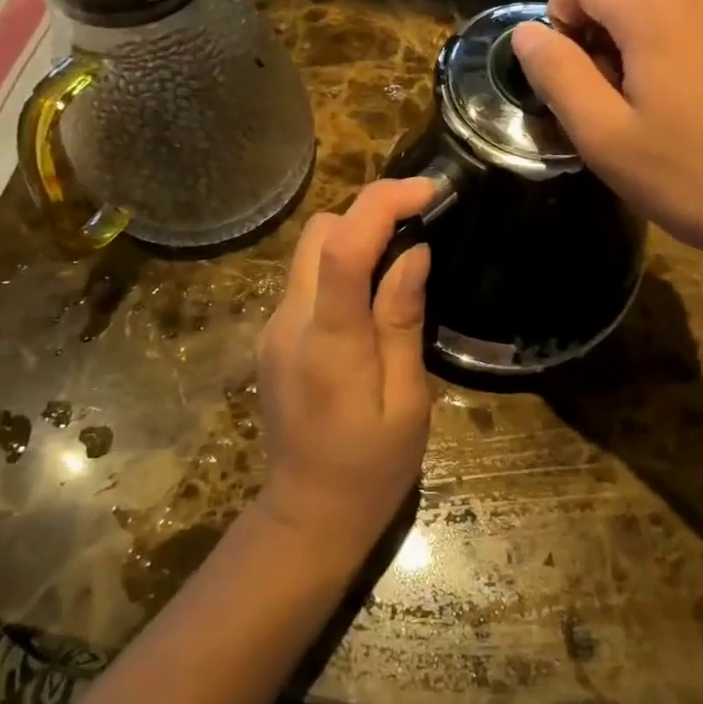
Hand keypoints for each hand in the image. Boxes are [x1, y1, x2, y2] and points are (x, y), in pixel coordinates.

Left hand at [254, 179, 434, 560]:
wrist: (308, 514)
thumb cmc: (372, 467)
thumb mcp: (406, 401)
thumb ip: (402, 321)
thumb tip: (412, 253)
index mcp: (329, 342)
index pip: (343, 249)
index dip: (382, 204)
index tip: (429, 189)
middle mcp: (289, 322)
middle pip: (318, 233)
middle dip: (368, 214)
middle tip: (420, 223)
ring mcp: (273, 328)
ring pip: (309, 251)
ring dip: (354, 237)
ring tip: (402, 256)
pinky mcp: (273, 337)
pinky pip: (307, 279)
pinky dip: (340, 266)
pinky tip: (372, 294)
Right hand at [510, 0, 702, 282]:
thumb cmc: (692, 177)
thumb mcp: (604, 138)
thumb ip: (557, 75)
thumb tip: (527, 33)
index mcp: (658, 9)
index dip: (561, 15)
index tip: (569, 70)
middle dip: (606, 27)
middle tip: (612, 94)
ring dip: (649, 33)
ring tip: (661, 98)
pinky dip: (693, 40)